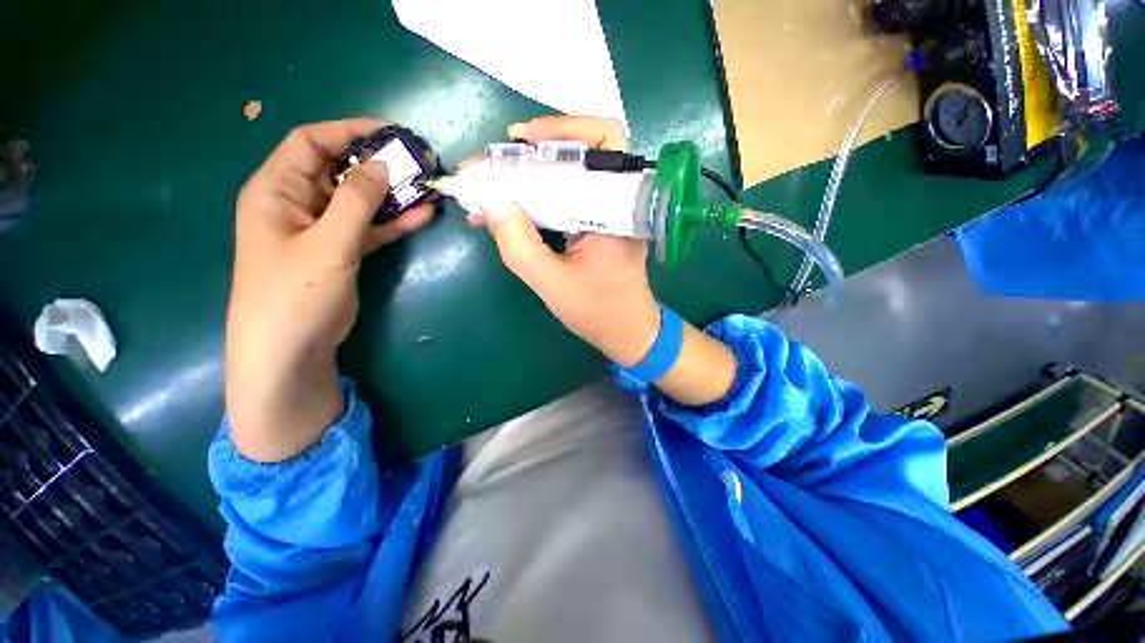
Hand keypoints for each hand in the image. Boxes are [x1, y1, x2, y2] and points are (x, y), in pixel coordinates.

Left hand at [226, 119, 435, 461]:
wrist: (290, 349)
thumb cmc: (295, 293)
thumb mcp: (327, 243)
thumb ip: (356, 202)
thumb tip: (381, 164)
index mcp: (277, 190)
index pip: (312, 142)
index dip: (350, 131)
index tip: (391, 132)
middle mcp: (297, 203)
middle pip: (341, 170)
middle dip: (379, 163)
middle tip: (419, 162)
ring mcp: (322, 229)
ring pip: (361, 200)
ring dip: (392, 194)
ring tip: (428, 186)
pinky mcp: (342, 250)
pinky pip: (370, 227)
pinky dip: (394, 221)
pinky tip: (423, 215)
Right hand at [468, 117, 660, 366]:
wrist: (626, 332)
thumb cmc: (597, 312)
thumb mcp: (552, 282)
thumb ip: (518, 243)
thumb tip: (487, 197)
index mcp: (618, 208)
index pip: (602, 141)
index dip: (559, 129)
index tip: (516, 139)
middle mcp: (617, 202)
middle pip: (579, 154)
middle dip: (532, 154)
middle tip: (495, 164)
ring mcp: (606, 214)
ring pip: (567, 178)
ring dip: (527, 179)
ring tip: (490, 189)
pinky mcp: (596, 226)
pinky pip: (564, 201)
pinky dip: (535, 201)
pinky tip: (506, 212)